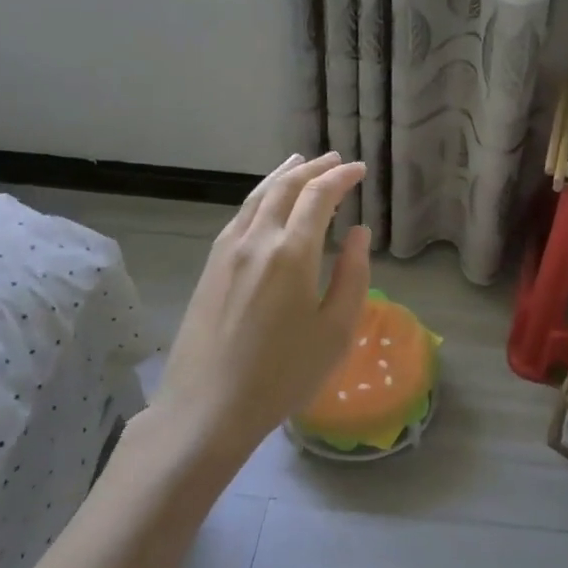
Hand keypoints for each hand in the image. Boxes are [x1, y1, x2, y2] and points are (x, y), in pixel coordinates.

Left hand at [154, 152, 370, 464]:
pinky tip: (265, 203)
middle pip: (285, 187)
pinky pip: (239, 216)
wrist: (207, 408)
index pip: (319, 196)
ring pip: (257, 197)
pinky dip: (260, 196)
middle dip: (313, 168)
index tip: (360, 170)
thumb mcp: (335, 331)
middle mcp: (256, 240)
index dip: (341, 177)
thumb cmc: (282, 375)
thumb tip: (359, 234)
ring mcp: (227, 251)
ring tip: (299, 162)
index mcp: (291, 253)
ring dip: (282, 175)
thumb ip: (353, 275)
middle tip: (335, 159)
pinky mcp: (210, 267)